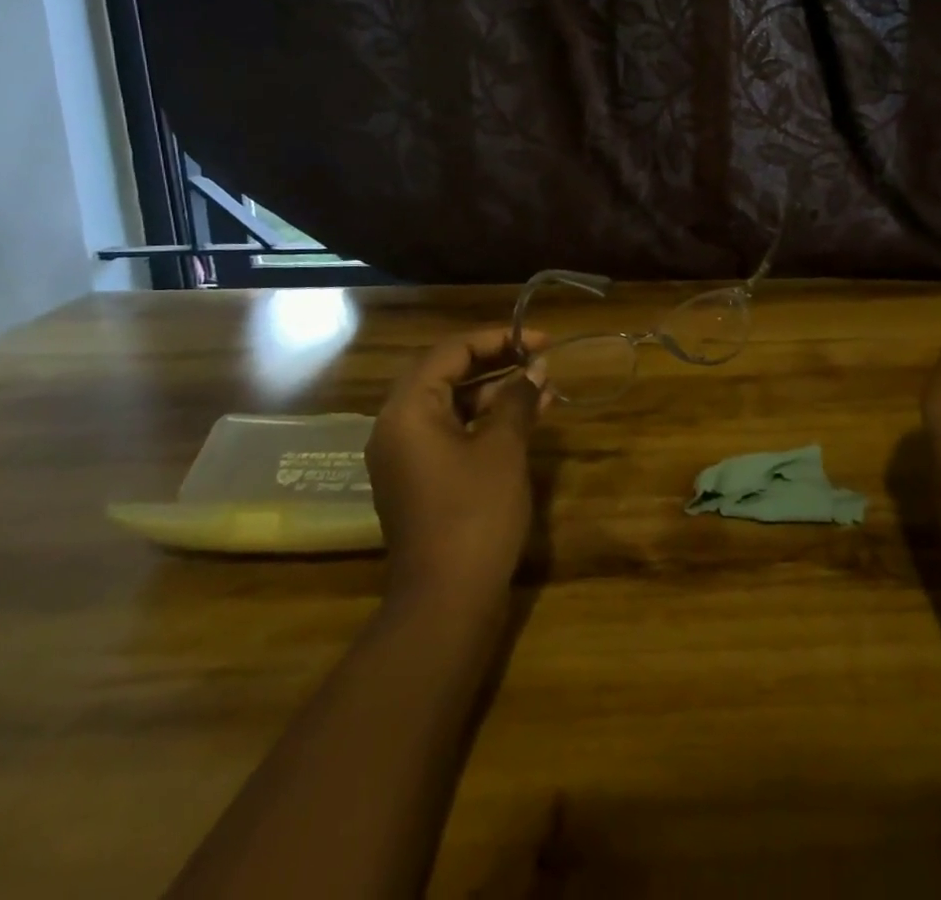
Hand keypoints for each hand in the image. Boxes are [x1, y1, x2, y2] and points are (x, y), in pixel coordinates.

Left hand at [366, 328, 550, 600]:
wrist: (446, 602)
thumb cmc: (474, 514)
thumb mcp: (503, 448)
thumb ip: (517, 399)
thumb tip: (535, 369)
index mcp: (408, 410)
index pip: (451, 351)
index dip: (498, 338)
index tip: (540, 339)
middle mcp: (397, 426)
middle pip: (447, 374)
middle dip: (497, 362)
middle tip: (540, 357)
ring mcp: (406, 456)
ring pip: (452, 405)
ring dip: (495, 392)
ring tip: (543, 386)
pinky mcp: (421, 480)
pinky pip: (452, 433)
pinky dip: (485, 421)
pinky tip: (525, 419)